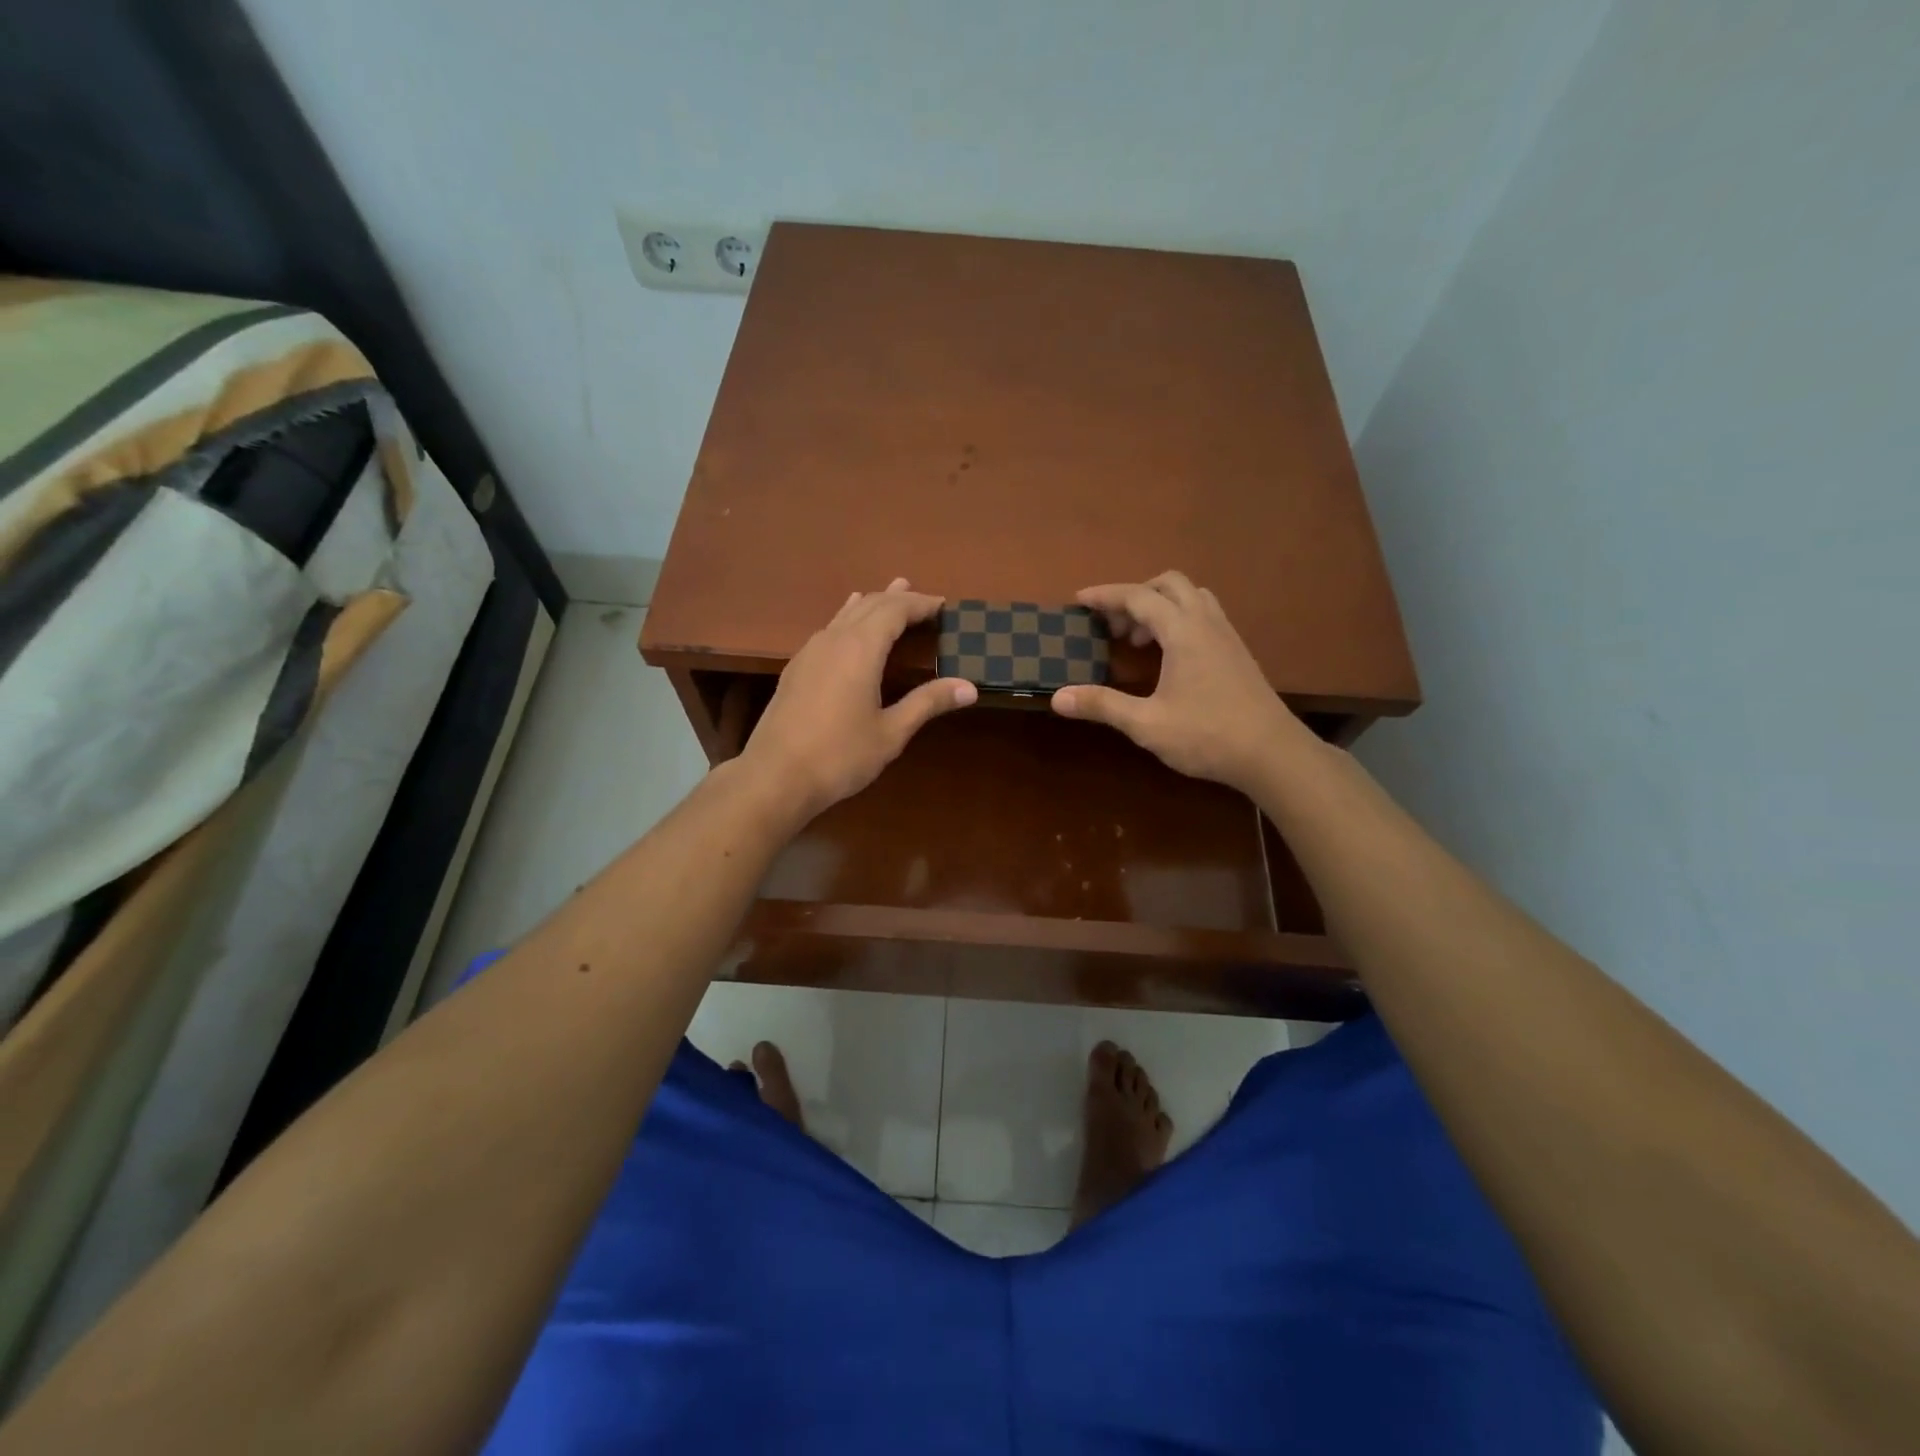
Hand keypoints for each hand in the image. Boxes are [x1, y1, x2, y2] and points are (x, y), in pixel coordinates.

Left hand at [738, 579, 976, 821]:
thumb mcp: (891, 732)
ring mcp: (810, 652)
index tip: (943, 605)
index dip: (920, 605)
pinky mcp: (796, 669)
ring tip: (890, 593)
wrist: (775, 776)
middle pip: (869, 605)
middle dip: (898, 599)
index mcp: (860, 649)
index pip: (895, 611)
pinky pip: (829, 629)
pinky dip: (849, 619)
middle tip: (922, 598)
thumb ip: (927, 703)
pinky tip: (848, 626)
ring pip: (845, 614)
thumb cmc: (840, 755)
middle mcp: (834, 640)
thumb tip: (969, 687)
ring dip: (872, 603)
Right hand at [1051, 571, 1315, 793]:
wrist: (1272, 754)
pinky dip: (1179, 620)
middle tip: (1113, 627)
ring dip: (1160, 606)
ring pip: (1191, 596)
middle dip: (1135, 596)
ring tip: (1139, 640)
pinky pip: (1204, 615)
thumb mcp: (1147, 724)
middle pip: (1168, 584)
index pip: (1138, 596)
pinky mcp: (1237, 652)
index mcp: (1183, 631)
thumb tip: (1058, 697)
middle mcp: (1206, 623)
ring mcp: (1227, 635)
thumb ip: (1102, 705)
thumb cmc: (1207, 736)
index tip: (1079, 600)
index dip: (1106, 595)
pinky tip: (1170, 656)